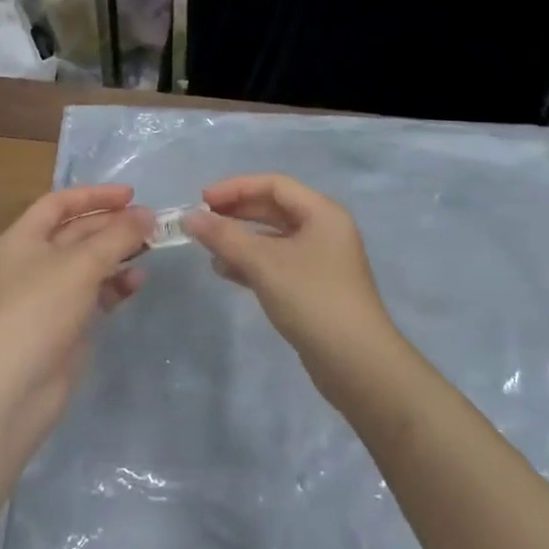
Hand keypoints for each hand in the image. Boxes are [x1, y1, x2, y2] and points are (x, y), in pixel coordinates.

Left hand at [0, 184, 152, 438]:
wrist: (12, 388)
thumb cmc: (39, 310)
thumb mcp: (81, 264)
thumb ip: (118, 236)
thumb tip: (148, 215)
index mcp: (23, 239)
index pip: (59, 203)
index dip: (94, 195)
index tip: (131, 195)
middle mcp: (33, 262)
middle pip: (76, 233)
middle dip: (112, 226)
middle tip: (151, 223)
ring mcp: (48, 296)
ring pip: (88, 264)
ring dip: (118, 255)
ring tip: (150, 250)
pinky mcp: (64, 325)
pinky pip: (93, 294)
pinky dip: (114, 285)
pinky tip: (136, 283)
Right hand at [182, 174, 399, 386]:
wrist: (357, 363)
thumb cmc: (312, 300)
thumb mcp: (264, 264)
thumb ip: (225, 237)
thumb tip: (190, 217)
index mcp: (322, 212)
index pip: (274, 184)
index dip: (236, 187)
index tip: (202, 200)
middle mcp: (324, 229)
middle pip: (274, 208)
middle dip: (237, 213)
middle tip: (202, 222)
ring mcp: (321, 260)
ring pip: (274, 238)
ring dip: (241, 240)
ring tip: (209, 251)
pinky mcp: (314, 287)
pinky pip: (278, 262)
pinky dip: (252, 263)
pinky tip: (227, 273)